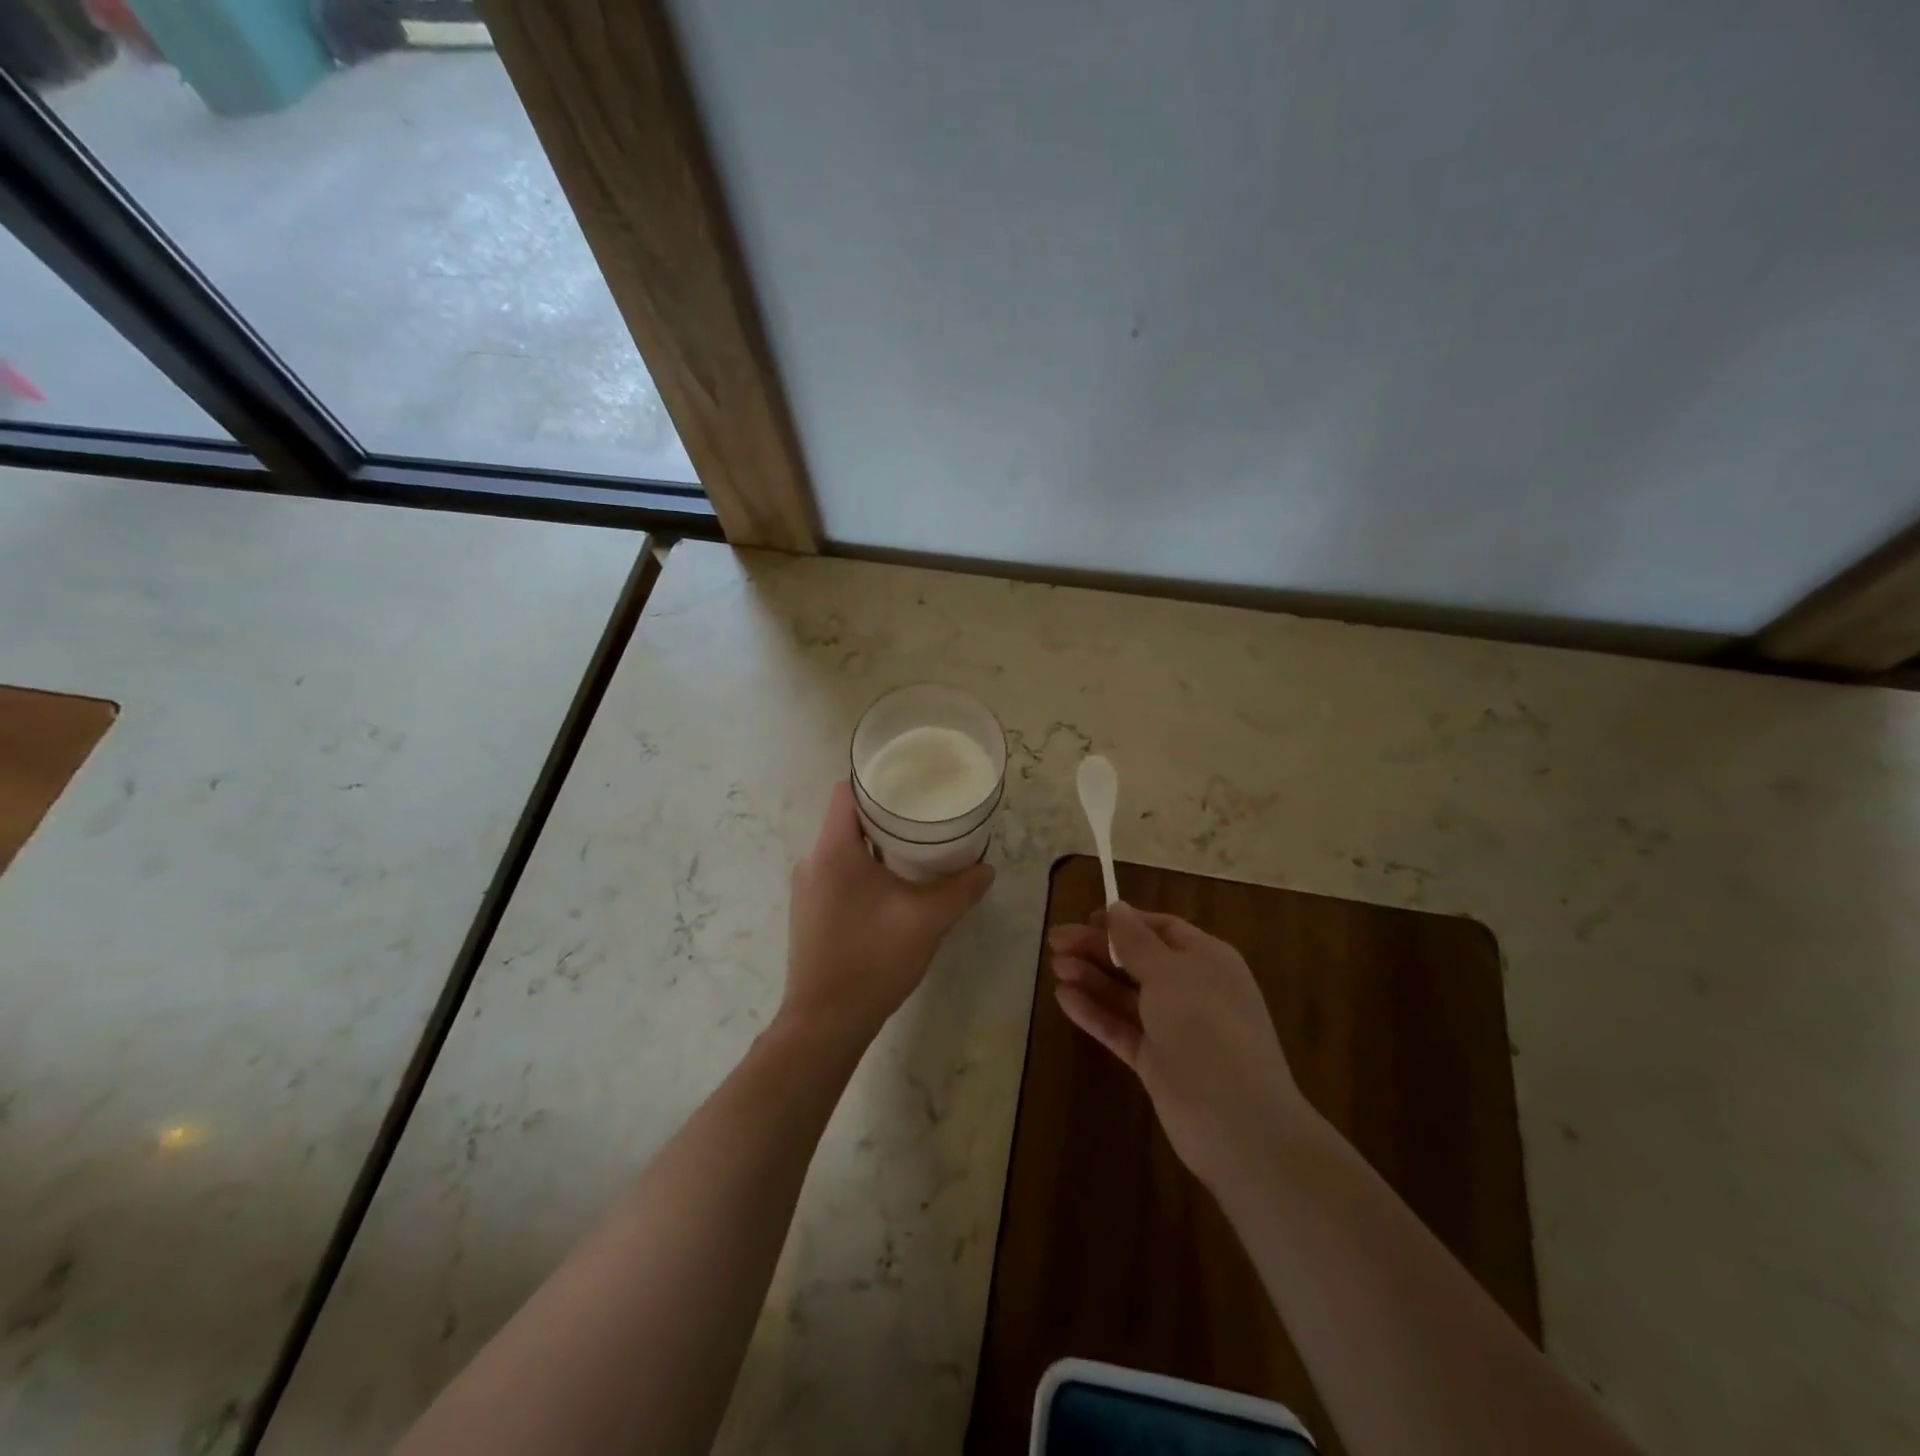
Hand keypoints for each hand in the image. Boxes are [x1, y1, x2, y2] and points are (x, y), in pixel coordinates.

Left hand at [783, 783, 994, 1044]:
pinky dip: (863, 870)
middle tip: (925, 817)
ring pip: (842, 849)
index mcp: (834, 850)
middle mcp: (812, 861)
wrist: (825, 1023)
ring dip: (875, 846)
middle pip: (847, 819)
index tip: (910, 784)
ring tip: (915, 850)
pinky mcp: (808, 912)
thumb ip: (960, 889)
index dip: (876, 781)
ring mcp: (807, 889)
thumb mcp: (927, 921)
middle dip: (885, 815)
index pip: (846, 792)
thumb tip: (986, 869)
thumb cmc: (873, 960)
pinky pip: (836, 873)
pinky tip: (892, 888)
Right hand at [1049, 903, 1308, 1189]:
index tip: (1085, 918)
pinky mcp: (1156, 1062)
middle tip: (1055, 941)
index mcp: (1207, 960)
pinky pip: (1120, 1028)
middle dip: (1098, 948)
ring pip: (1126, 994)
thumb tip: (1117, 908)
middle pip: (1138, 960)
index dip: (1124, 921)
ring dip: (1092, 977)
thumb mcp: (1169, 974)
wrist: (1237, 1124)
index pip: (1161, 929)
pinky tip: (1064, 998)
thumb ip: (1136, 941)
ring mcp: (1174, 1029)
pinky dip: (1094, 1012)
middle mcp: (1193, 990)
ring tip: (1055, 966)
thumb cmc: (1206, 1029)